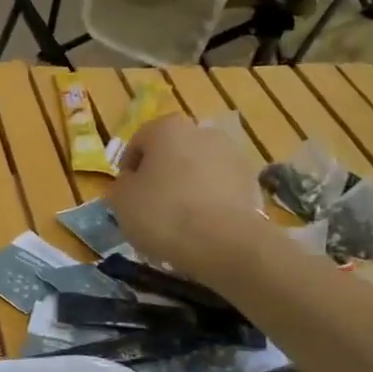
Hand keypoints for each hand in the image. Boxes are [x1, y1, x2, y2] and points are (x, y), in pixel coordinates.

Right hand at [108, 112, 260, 274]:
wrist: (223, 242)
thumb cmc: (162, 214)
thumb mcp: (121, 201)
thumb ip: (121, 184)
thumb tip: (131, 182)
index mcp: (167, 128)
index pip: (139, 142)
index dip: (128, 168)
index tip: (125, 194)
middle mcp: (202, 132)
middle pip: (173, 152)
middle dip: (161, 174)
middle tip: (150, 205)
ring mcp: (232, 155)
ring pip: (198, 169)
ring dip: (187, 186)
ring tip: (178, 219)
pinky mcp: (251, 181)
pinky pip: (220, 188)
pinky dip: (209, 200)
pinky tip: (201, 225)